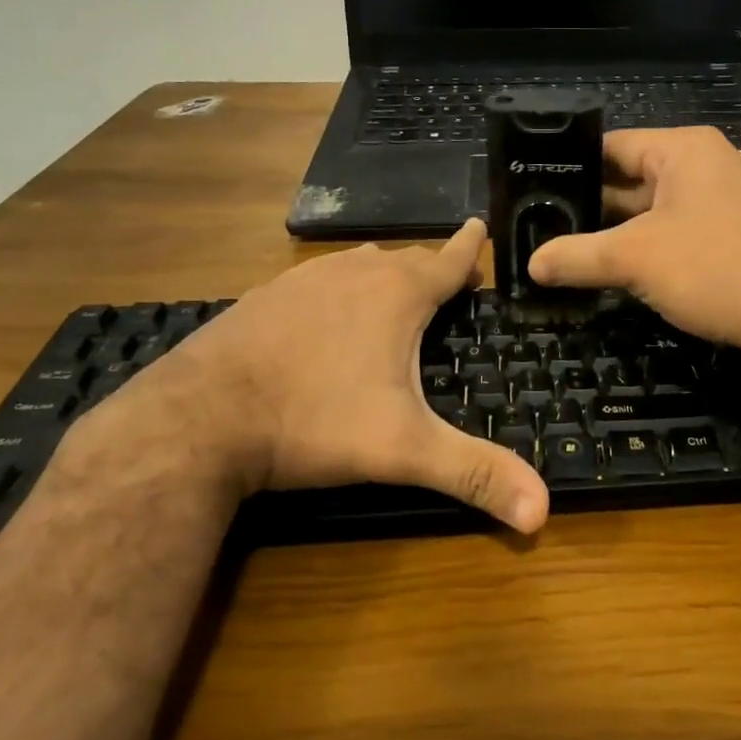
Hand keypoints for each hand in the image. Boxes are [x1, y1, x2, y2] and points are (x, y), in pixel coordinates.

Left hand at [85, 220, 548, 532]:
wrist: (199, 419)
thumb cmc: (315, 421)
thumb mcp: (403, 450)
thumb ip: (473, 474)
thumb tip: (541, 513)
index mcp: (397, 294)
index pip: (448, 259)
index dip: (470, 246)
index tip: (481, 226)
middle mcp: (354, 273)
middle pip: (405, 260)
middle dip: (429, 267)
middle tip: (446, 283)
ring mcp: (303, 280)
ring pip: (358, 265)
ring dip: (382, 274)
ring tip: (393, 292)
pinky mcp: (264, 296)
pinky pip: (317, 281)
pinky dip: (337, 289)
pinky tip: (325, 315)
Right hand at [527, 127, 740, 363]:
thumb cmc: (714, 267)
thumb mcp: (634, 259)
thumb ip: (578, 256)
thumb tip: (531, 264)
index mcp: (684, 151)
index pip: (613, 145)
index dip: (572, 166)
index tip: (536, 190)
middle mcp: (709, 164)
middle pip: (634, 178)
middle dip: (594, 206)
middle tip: (546, 227)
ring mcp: (729, 200)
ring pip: (658, 210)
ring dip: (622, 231)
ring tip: (575, 251)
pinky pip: (683, 231)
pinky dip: (653, 247)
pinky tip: (626, 271)